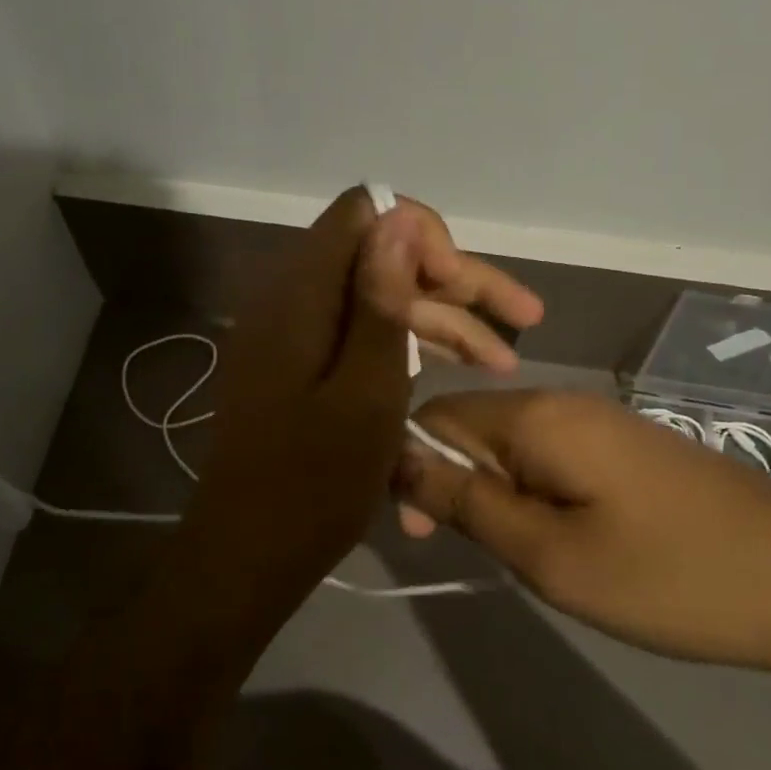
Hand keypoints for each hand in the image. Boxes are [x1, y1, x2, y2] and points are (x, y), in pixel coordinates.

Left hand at [192, 189, 543, 582]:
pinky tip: (455, 370)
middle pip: (378, 256)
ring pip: (376, 298)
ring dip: (440, 320)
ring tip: (502, 361)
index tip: (460, 284)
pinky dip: (407, 346)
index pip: (363, 213)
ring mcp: (291, 333)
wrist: (247, 556)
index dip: (421, 235)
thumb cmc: (313, 485)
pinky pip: (358, 333)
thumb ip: (380, 301)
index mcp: (299, 296)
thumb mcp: (366, 393)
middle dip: (452, 281)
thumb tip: (397, 217)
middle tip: (523, 316)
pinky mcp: (297, 365)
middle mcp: (289, 299)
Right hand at [396, 390, 770, 684]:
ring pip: (509, 443)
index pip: (436, 416)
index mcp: (536, 415)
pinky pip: (548, 453)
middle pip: (471, 425)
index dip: (410, 467)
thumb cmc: (668, 576)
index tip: (420, 532)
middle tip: (466, 551)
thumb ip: (467, 502)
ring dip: (490, 490)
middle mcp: (562, 400)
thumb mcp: (550, 555)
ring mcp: (599, 418)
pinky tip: (552, 534)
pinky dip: (529, 489)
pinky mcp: (625, 444)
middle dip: (451, 481)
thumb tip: (399, 460)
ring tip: (512, 551)